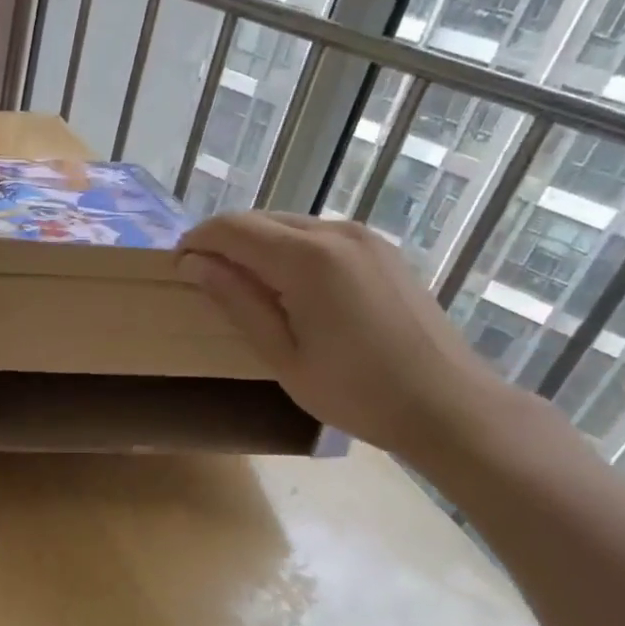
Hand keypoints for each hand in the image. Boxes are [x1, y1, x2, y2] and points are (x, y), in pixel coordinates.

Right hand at [178, 212, 518, 464]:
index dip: (197, 241)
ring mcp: (365, 238)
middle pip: (261, 219)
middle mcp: (337, 232)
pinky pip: (319, 236)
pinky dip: (289, 250)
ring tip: (242, 285)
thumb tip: (194, 264)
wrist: (448, 405)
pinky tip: (288, 286)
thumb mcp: (283, 355)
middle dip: (224, 241)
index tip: (176, 266)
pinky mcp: (382, 250)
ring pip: (290, 224)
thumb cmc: (357, 392)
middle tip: (203, 278)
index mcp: (308, 258)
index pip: (233, 228)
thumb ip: (237, 301)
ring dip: (256, 245)